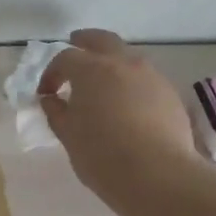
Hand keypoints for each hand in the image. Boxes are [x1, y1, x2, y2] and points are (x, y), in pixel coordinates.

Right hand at [38, 29, 200, 202]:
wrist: (157, 175)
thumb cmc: (102, 155)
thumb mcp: (69, 136)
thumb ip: (57, 113)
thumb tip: (51, 100)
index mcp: (91, 70)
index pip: (65, 58)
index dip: (51, 74)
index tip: (46, 94)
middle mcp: (123, 63)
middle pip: (102, 40)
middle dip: (85, 42)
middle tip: (75, 47)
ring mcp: (151, 76)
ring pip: (127, 57)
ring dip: (111, 62)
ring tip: (103, 83)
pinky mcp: (169, 93)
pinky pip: (145, 79)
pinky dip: (131, 83)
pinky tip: (127, 104)